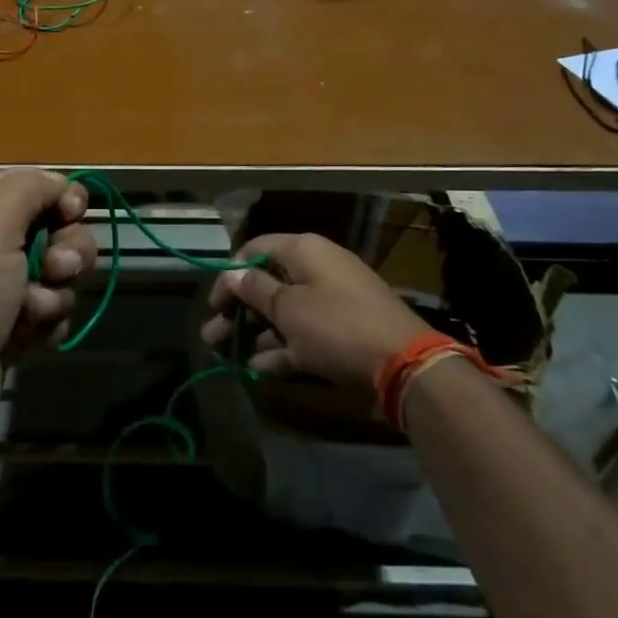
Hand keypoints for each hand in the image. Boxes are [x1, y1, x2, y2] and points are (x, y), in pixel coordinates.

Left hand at [0, 169, 96, 443]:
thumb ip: (31, 188)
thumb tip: (61, 185)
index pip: (36, 184)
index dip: (63, 198)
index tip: (72, 215)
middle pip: (57, 229)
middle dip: (68, 251)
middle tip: (55, 270)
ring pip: (59, 274)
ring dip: (56, 293)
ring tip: (32, 313)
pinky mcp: (9, 327)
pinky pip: (50, 313)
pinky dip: (46, 324)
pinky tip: (26, 338)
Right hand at [201, 233, 424, 388]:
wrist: (404, 364)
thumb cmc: (336, 325)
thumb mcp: (288, 308)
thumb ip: (255, 289)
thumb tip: (232, 273)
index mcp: (305, 251)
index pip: (256, 249)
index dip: (230, 274)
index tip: (215, 303)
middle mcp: (317, 269)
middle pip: (267, 283)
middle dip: (238, 310)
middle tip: (212, 336)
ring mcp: (332, 302)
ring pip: (283, 313)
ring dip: (254, 332)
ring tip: (227, 355)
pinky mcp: (342, 332)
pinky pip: (303, 335)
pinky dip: (282, 348)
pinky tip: (259, 368)